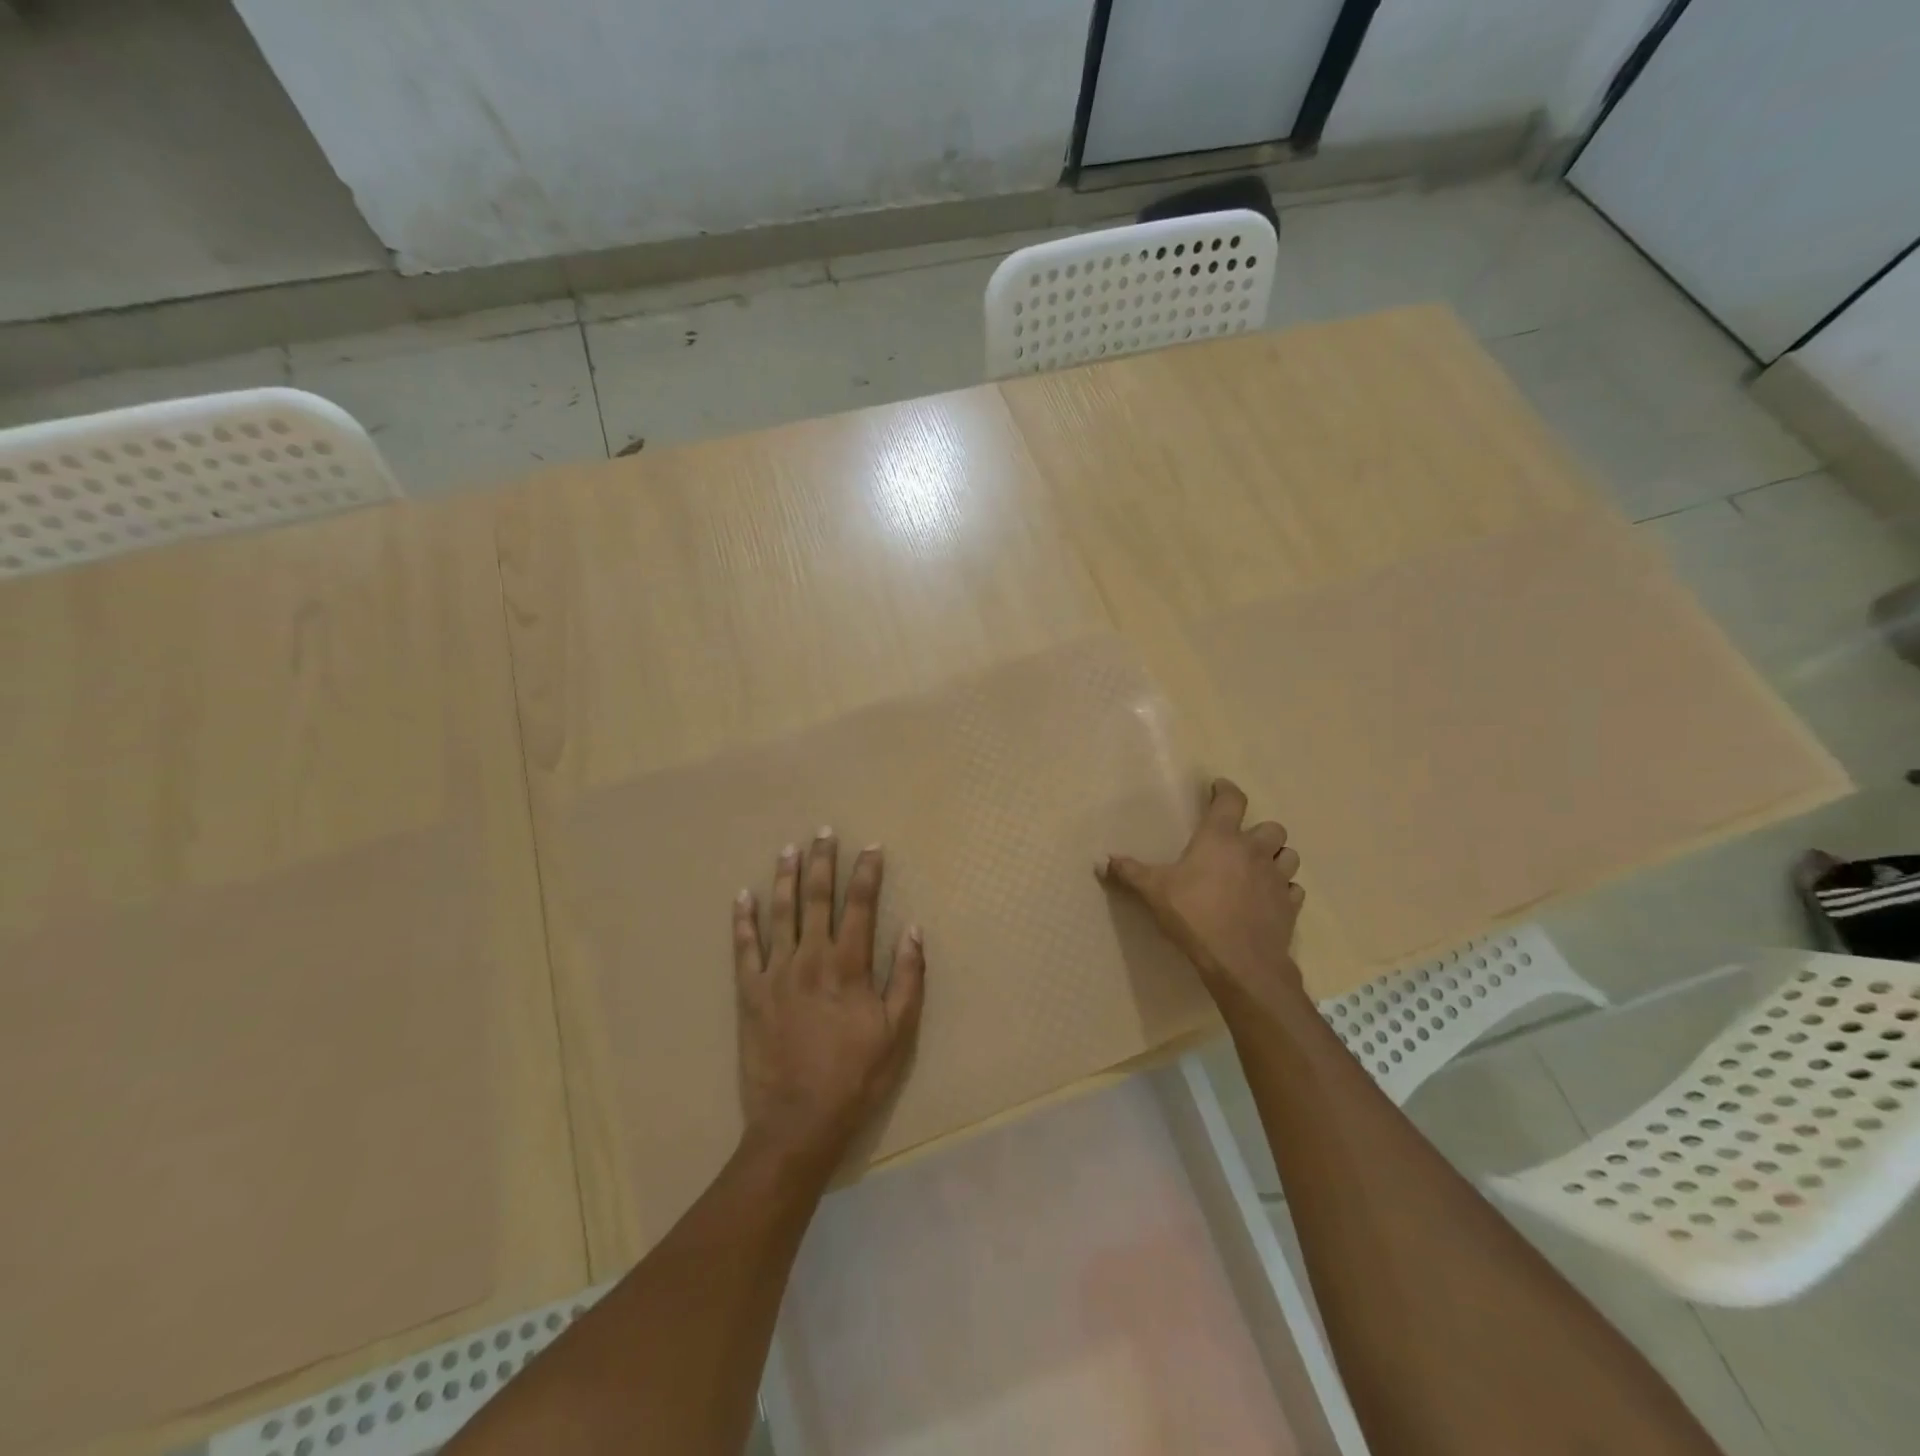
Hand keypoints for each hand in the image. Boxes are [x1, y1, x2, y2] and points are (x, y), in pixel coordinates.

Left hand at [733, 830, 925, 1177]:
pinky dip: (743, 920)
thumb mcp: (898, 1032)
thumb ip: (907, 977)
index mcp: (849, 966)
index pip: (861, 906)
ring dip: (786, 878)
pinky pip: (744, 948)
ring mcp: (776, 973)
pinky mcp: (750, 993)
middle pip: (817, 898)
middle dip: (823, 862)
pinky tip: (743, 896)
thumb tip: (914, 929)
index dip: (867, 874)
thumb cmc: (855, 1077)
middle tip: (825, 832)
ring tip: (789, 849)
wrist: (798, 1123)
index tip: (871, 847)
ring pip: (781, 913)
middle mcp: (811, 958)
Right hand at [1098, 777, 1305, 1012]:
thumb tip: (1101, 861)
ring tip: (1260, 868)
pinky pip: (1293, 890)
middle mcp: (1254, 851)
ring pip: (1288, 855)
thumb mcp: (1154, 891)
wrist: (1239, 961)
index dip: (1226, 790)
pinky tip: (1270, 899)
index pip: (1231, 800)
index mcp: (1220, 838)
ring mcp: (1277, 878)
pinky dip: (1284, 890)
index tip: (1219, 788)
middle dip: (1259, 831)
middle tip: (1241, 842)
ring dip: (1277, 857)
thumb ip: (1129, 872)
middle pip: (1271, 827)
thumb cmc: (1194, 915)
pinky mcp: (1290, 906)